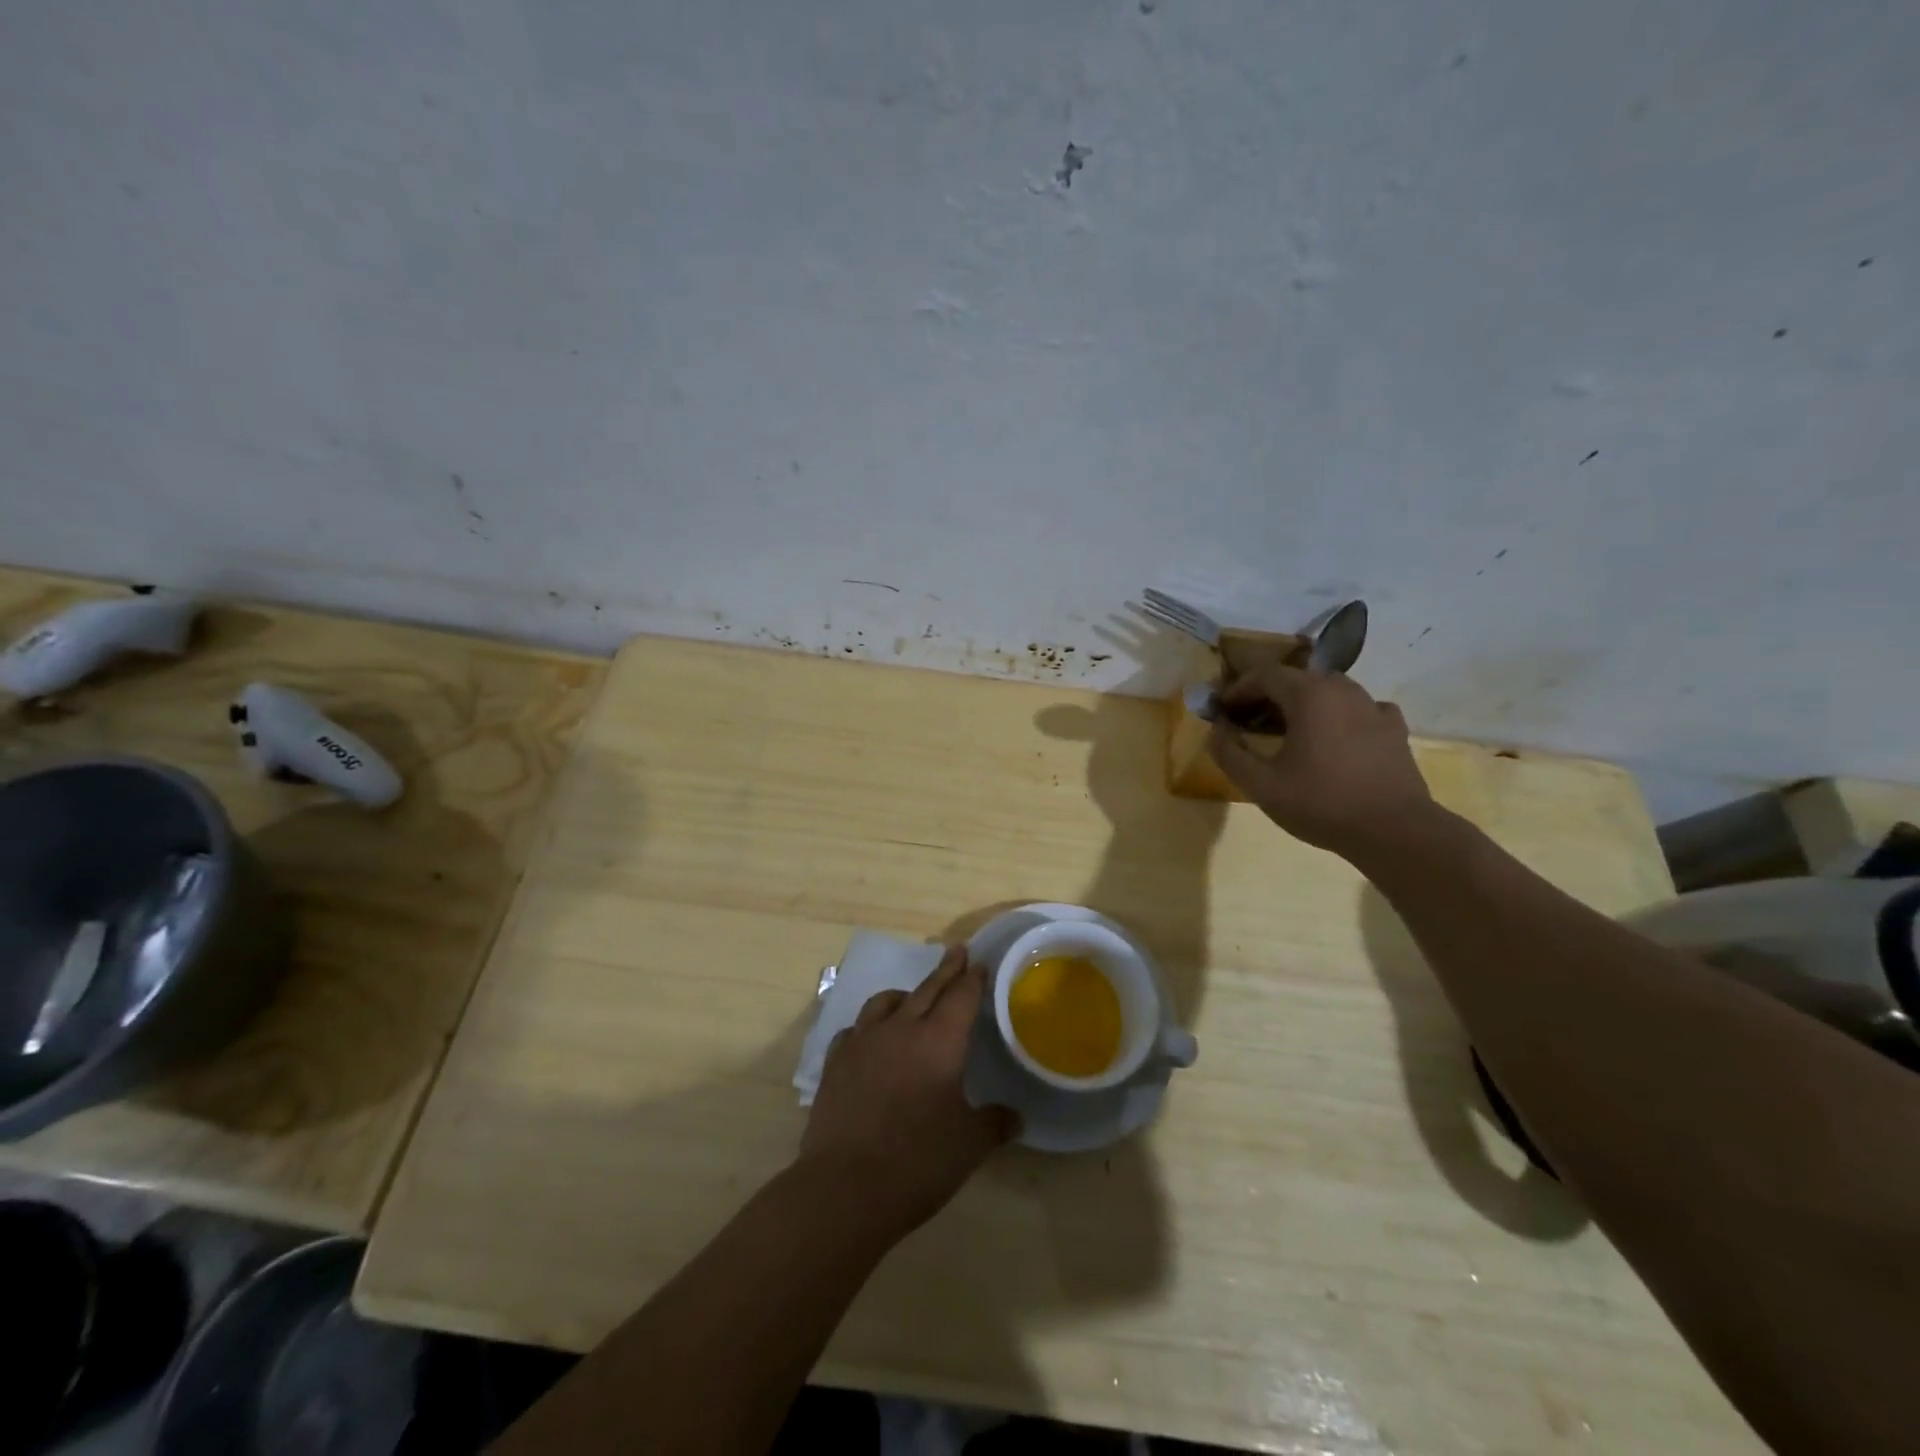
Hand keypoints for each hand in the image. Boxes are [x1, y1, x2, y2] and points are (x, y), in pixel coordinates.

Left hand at [799, 946, 1016, 1239]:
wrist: (845, 1187)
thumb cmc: (917, 1162)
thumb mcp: (968, 1145)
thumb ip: (993, 1123)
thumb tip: (1015, 1117)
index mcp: (939, 1041)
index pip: (961, 997)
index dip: (973, 979)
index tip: (979, 963)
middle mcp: (901, 1030)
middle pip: (928, 989)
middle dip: (946, 970)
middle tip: (957, 951)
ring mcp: (863, 1043)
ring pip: (886, 1002)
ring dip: (905, 995)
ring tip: (912, 997)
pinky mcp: (836, 1063)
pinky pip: (856, 1030)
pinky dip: (870, 1027)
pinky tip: (871, 1040)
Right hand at [1208, 664, 1435, 857]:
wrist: (1393, 830)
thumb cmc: (1321, 803)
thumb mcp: (1261, 785)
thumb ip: (1230, 754)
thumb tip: (1216, 731)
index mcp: (1309, 695)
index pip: (1265, 675)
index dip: (1238, 689)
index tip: (1222, 710)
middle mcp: (1342, 690)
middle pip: (1297, 679)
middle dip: (1267, 695)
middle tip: (1248, 721)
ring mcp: (1373, 707)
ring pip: (1329, 691)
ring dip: (1302, 703)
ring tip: (1288, 730)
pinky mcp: (1393, 728)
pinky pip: (1359, 709)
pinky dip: (1339, 715)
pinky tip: (1334, 737)